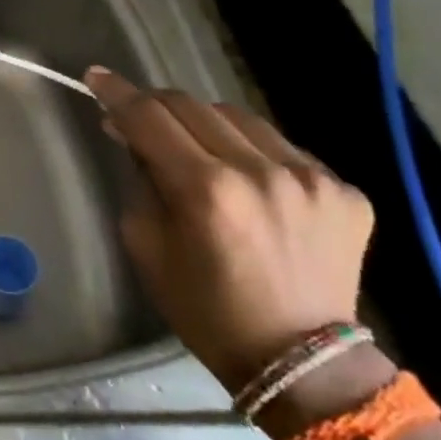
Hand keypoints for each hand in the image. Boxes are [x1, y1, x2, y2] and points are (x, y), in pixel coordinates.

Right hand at [86, 66, 374, 393]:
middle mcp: (260, 172)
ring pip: (236, 117)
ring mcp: (311, 178)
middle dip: (155, 104)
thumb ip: (140, 179)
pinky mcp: (344, 190)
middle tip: (138, 116)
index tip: (96, 76)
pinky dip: (252, 151)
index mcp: (206, 191)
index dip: (116, 92)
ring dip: (204, 124)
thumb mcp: (147, 243)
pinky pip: (281, 146)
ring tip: (194, 147)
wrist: (303, 363)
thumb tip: (131, 134)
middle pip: (191, 105)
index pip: (148, 117)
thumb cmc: (206, 309)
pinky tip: (247, 178)